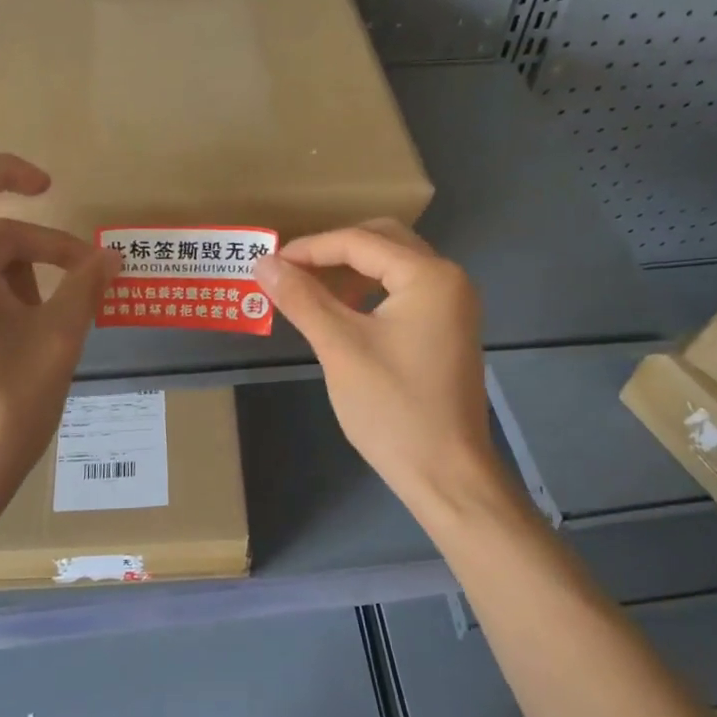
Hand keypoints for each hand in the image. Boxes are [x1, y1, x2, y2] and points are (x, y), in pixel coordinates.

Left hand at [0, 155, 117, 538]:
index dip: (7, 170)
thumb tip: (110, 257)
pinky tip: (22, 341)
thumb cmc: (2, 410)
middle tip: (89, 284)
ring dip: (22, 281)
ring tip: (55, 325)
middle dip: (43, 251)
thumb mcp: (57, 342)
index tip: (49, 189)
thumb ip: (84, 288)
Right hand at [254, 222, 505, 518]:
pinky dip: (369, 292)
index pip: (360, 241)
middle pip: (383, 241)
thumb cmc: (393, 409)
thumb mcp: (340, 348)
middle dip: (333, 250)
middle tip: (291, 269)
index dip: (310, 248)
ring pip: (394, 266)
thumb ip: (302, 299)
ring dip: (351, 270)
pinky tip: (341, 312)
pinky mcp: (447, 330)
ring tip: (309, 288)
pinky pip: (403, 292)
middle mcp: (448, 280)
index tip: (269, 263)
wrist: (447, 475)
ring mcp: (452, 306)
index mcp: (430, 276)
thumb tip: (263, 263)